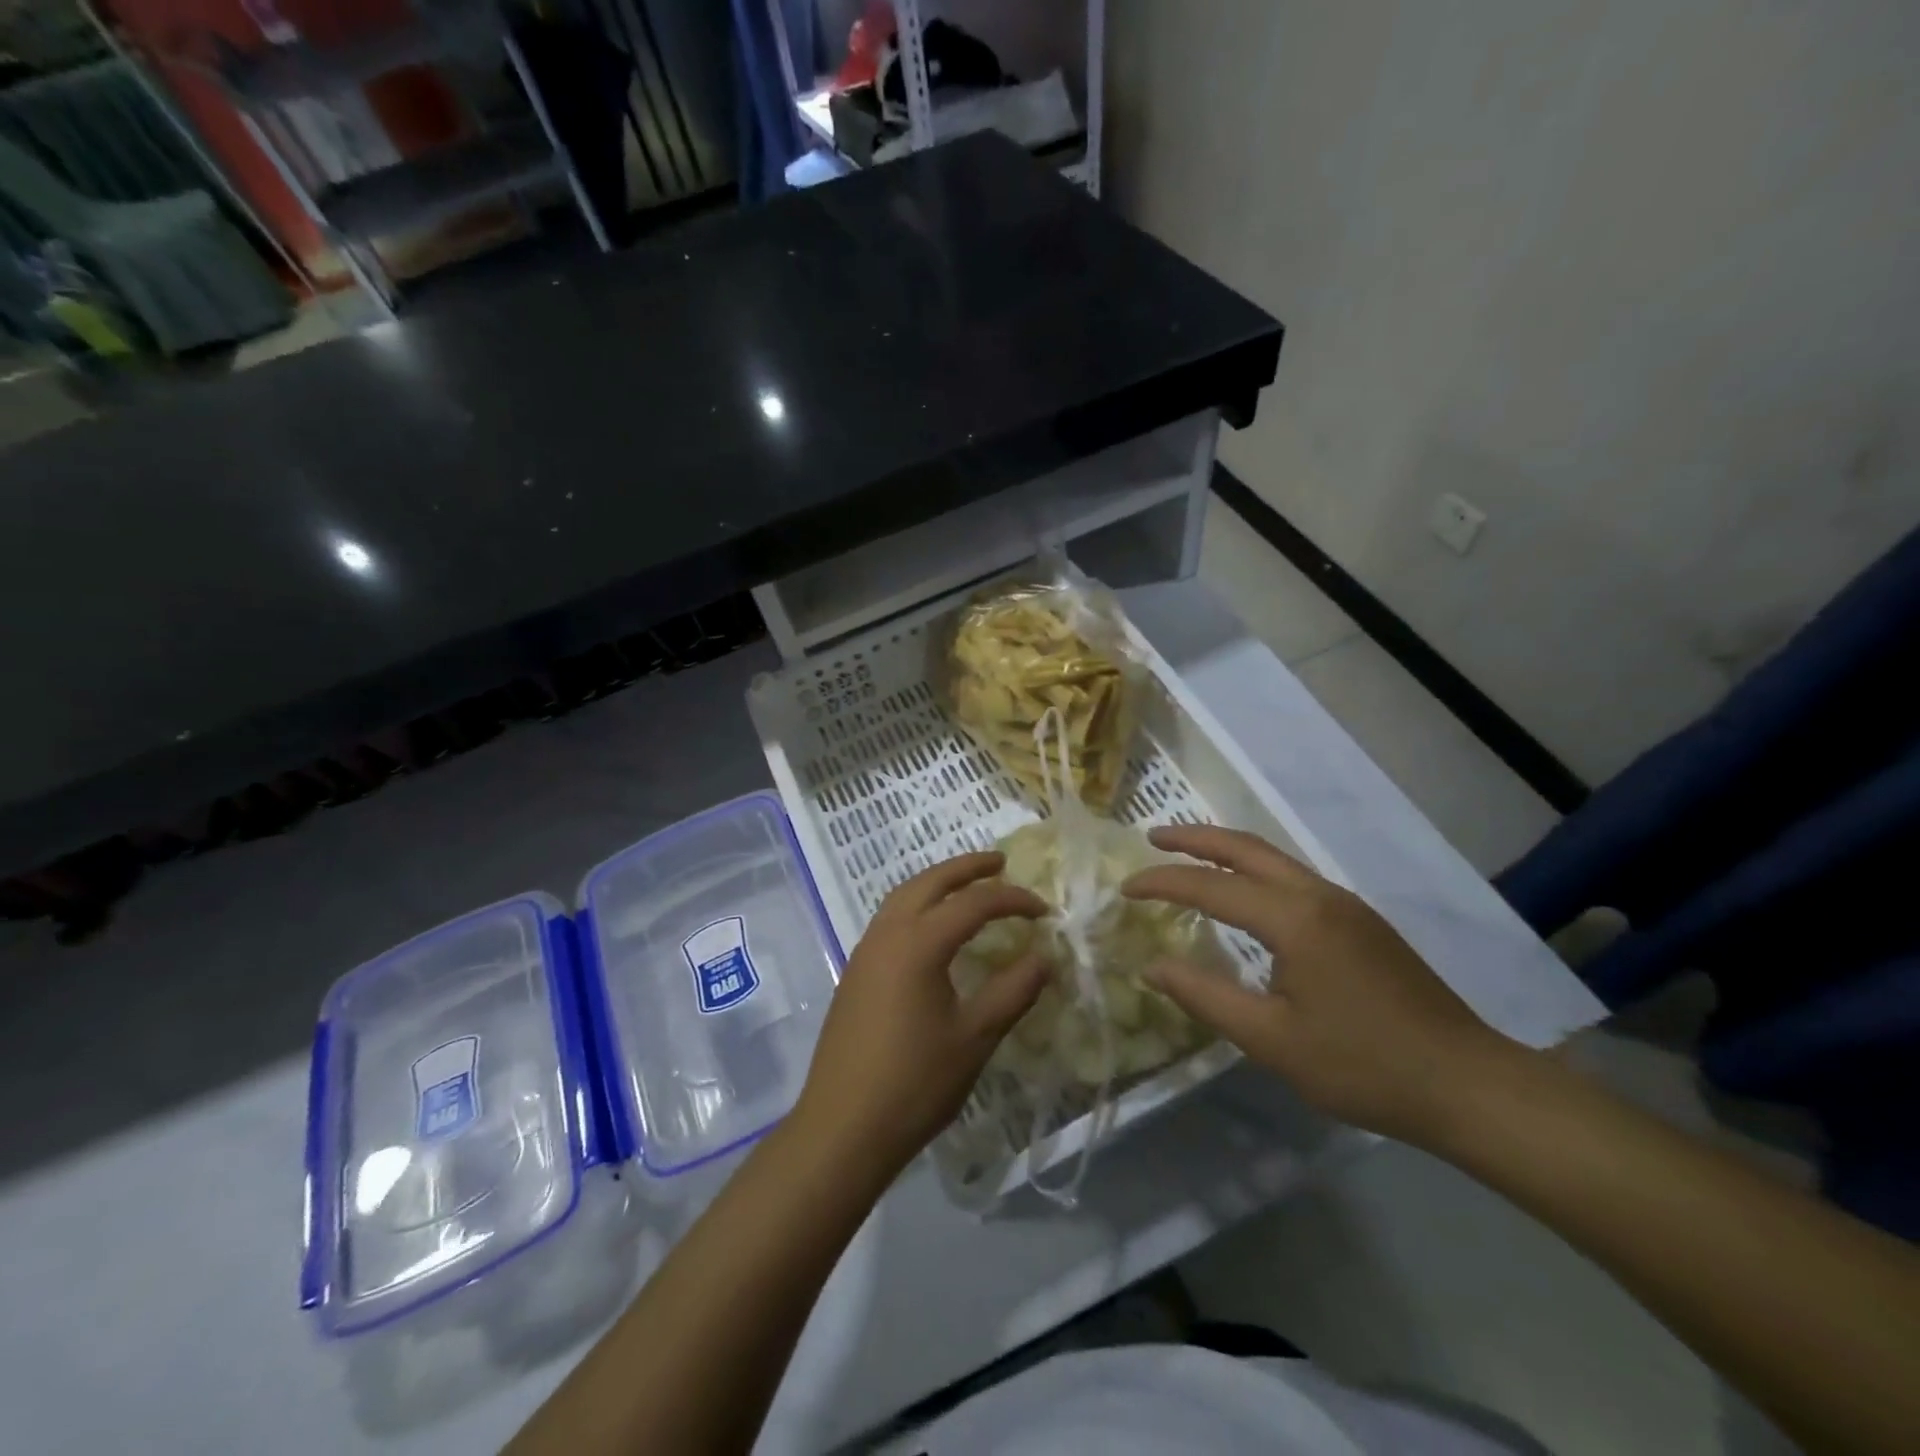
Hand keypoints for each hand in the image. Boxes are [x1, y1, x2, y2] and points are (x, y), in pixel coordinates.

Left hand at [794, 852, 1049, 1180]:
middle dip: (967, 868)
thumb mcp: (976, 1037)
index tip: (1044, 911)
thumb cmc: (915, 1082)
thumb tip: (1045, 957)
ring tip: (968, 887)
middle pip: (930, 881)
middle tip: (1000, 863)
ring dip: (937, 882)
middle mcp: (887, 933)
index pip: (974, 903)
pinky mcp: (855, 972)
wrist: (842, 1127)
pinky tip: (933, 930)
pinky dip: (918, 905)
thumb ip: (1013, 991)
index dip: (1013, 900)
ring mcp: (865, 951)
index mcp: (918, 942)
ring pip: (904, 895)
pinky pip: (890, 918)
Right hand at [1121, 825, 1524, 1148]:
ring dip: (1224, 850)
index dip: (1162, 883)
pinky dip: (1252, 871)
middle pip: (1245, 847)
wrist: (1467, 1083)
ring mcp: (1344, 904)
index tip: (1124, 889)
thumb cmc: (1363, 1065)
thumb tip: (1152, 967)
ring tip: (1186, 857)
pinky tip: (1242, 895)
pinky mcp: (1359, 920)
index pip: (1211, 885)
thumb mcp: (1272, 1040)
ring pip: (1272, 858)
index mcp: (1294, 919)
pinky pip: (1291, 878)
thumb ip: (1205, 997)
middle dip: (1193, 838)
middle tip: (1151, 838)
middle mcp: (1318, 895)